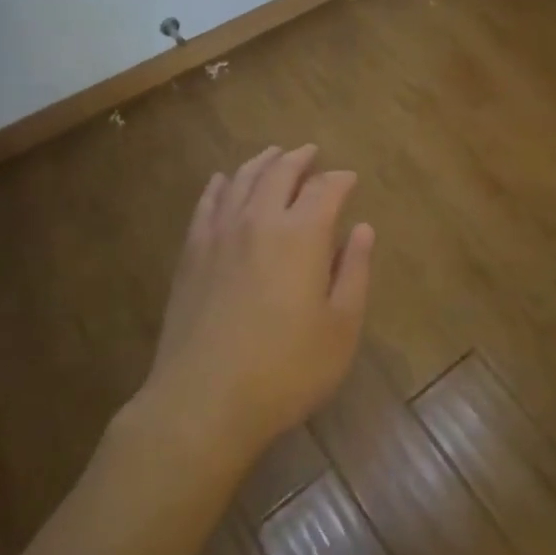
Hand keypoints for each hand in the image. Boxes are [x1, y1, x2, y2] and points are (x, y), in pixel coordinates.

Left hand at [132, 145, 373, 471]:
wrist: (203, 401)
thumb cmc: (286, 369)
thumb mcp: (341, 327)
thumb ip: (354, 271)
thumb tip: (362, 229)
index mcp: (302, 234)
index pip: (325, 189)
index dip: (340, 179)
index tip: (350, 179)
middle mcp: (261, 220)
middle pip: (280, 172)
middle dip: (300, 158)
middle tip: (311, 153)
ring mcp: (221, 234)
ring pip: (243, 180)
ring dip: (262, 162)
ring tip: (274, 155)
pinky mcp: (192, 253)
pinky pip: (208, 203)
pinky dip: (220, 185)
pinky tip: (223, 181)